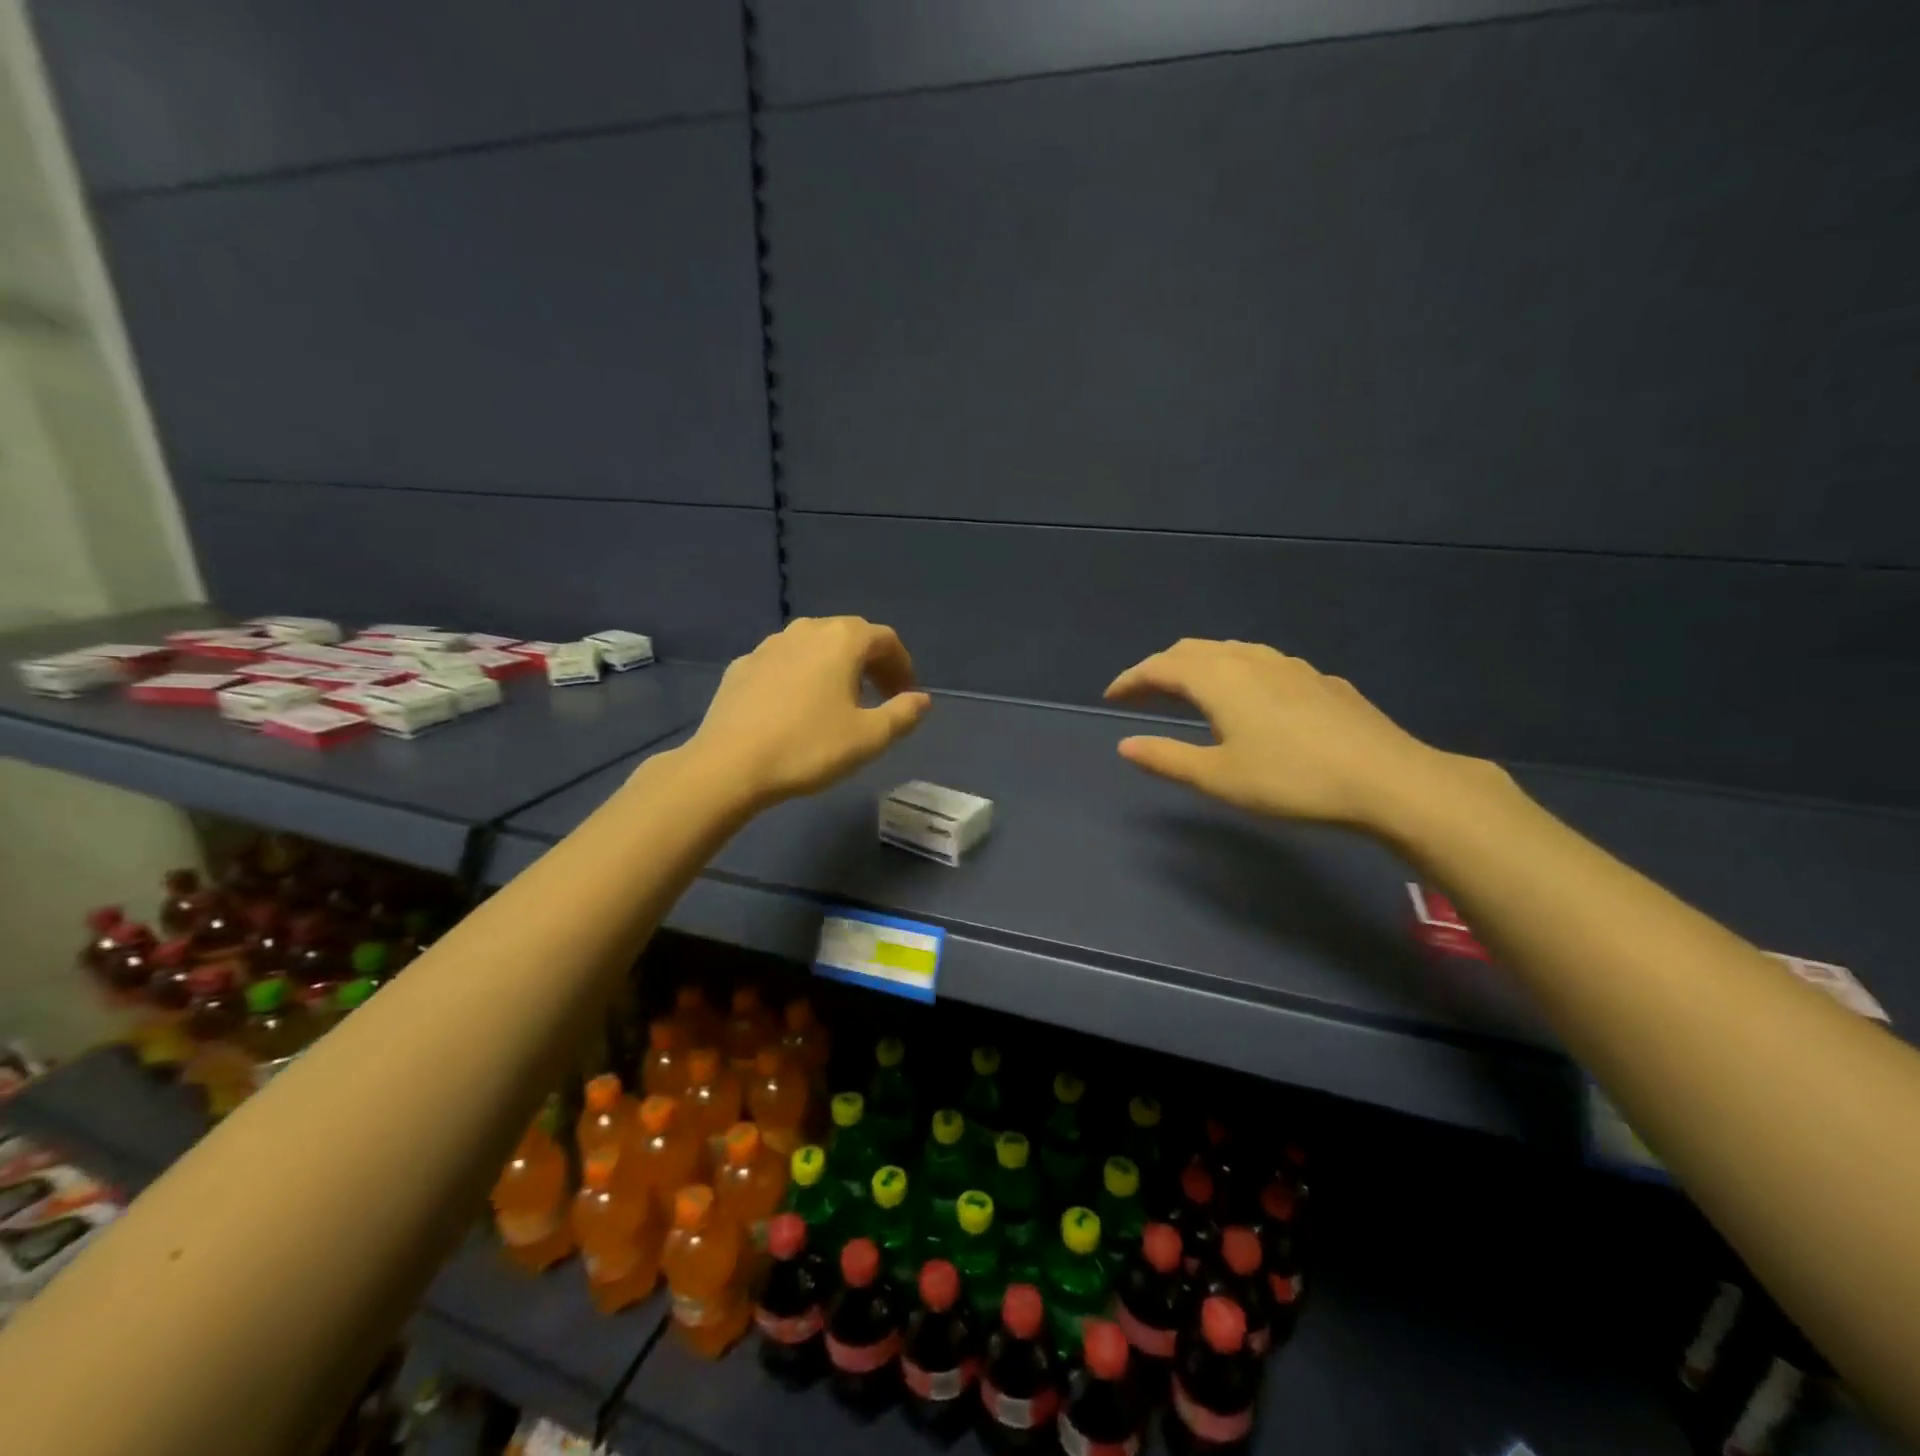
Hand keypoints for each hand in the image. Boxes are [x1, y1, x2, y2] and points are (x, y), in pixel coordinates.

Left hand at [685, 617, 931, 806]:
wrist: (729, 764)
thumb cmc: (809, 747)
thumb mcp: (869, 738)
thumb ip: (903, 714)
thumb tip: (922, 699)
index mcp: (841, 640)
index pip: (885, 639)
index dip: (902, 666)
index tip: (906, 695)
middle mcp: (806, 631)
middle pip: (849, 636)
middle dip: (871, 663)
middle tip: (881, 696)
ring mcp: (769, 646)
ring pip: (814, 647)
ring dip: (836, 667)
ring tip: (841, 701)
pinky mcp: (742, 666)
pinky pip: (785, 663)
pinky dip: (802, 676)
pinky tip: (797, 707)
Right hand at [1104, 639, 1462, 829]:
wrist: (1388, 779)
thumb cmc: (1291, 780)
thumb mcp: (1218, 778)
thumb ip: (1167, 758)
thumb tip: (1124, 745)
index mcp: (1218, 679)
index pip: (1160, 667)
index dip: (1131, 680)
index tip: (1111, 696)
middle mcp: (1250, 660)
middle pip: (1193, 650)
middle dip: (1161, 668)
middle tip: (1143, 693)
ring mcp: (1290, 666)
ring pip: (1230, 651)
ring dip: (1199, 665)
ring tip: (1188, 691)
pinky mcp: (1319, 680)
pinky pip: (1262, 663)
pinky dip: (1236, 672)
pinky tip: (1249, 698)